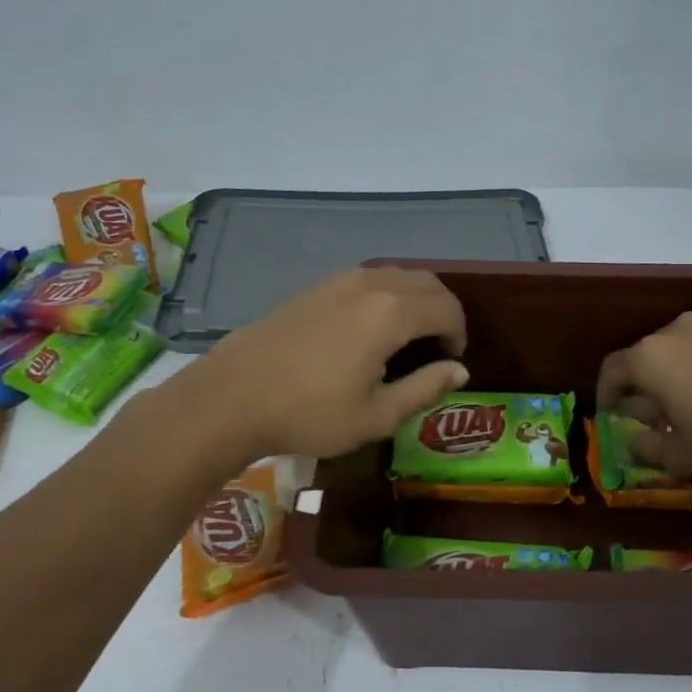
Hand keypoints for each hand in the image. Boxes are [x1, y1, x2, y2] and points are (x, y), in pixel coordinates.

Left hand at [196, 267, 469, 459]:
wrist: (233, 396)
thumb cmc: (311, 413)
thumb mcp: (377, 415)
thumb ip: (424, 388)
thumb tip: (459, 371)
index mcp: (392, 313)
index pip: (447, 308)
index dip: (458, 334)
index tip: (452, 362)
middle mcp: (370, 285)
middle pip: (426, 282)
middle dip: (442, 311)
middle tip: (437, 348)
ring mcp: (339, 281)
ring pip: (396, 275)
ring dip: (414, 300)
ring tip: (408, 338)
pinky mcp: (315, 287)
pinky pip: (368, 280)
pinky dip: (386, 296)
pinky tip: (370, 330)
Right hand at [596, 313, 691, 486]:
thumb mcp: (683, 460)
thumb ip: (646, 448)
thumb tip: (632, 439)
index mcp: (654, 356)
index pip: (612, 369)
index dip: (606, 394)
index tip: (612, 416)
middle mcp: (686, 329)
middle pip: (653, 352)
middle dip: (650, 382)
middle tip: (659, 412)